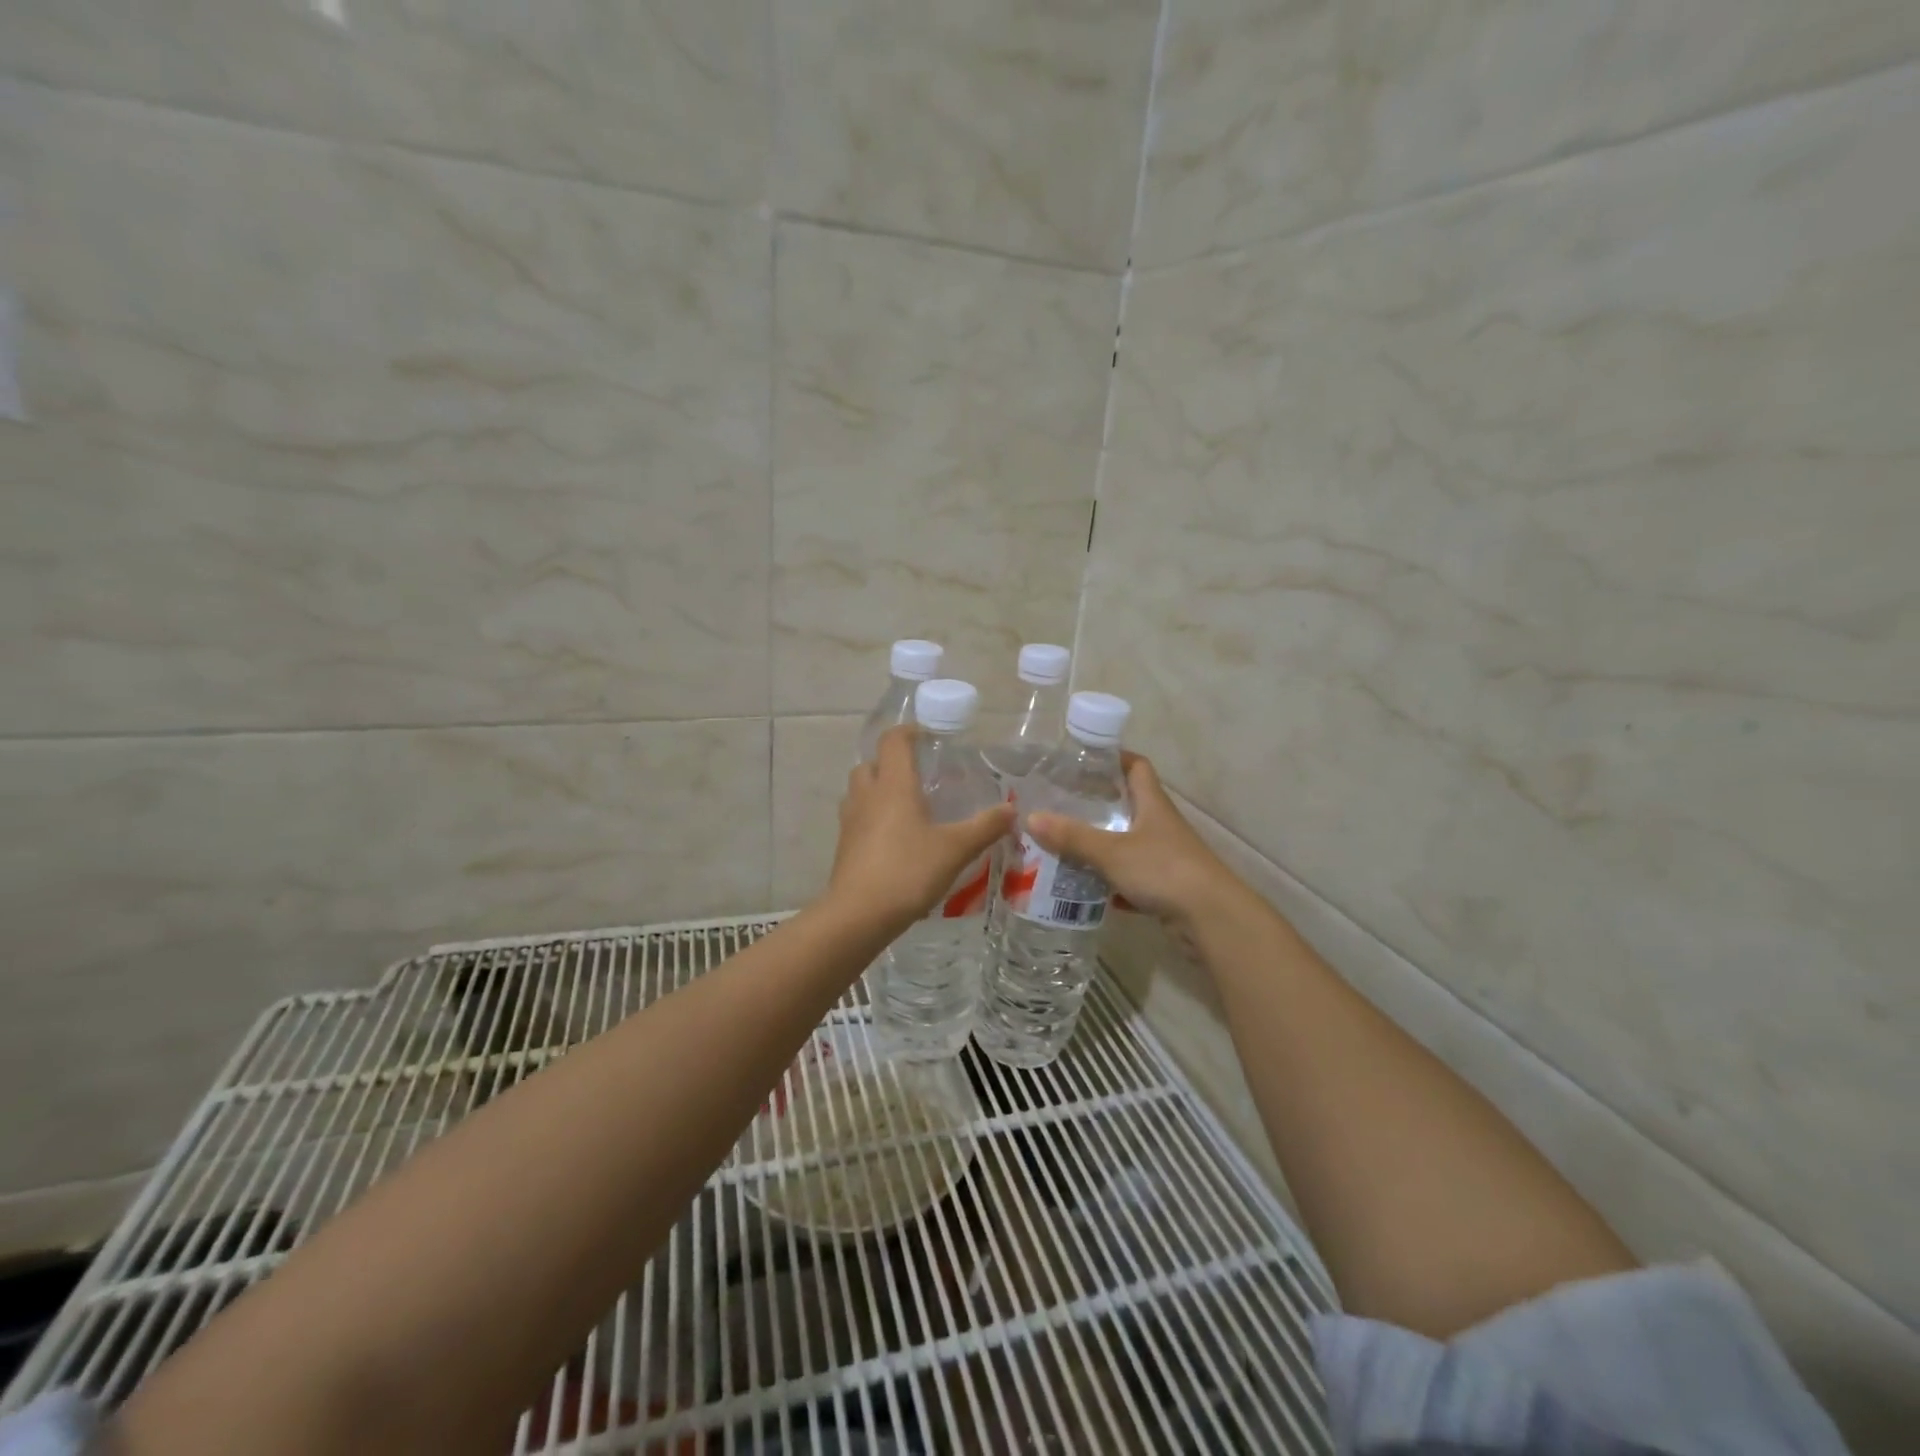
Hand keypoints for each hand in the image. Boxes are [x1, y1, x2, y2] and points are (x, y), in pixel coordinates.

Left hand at [824, 725, 1014, 932]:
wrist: (859, 915)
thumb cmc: (908, 871)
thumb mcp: (956, 849)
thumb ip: (985, 827)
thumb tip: (1012, 810)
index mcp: (893, 784)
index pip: (893, 741)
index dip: (909, 732)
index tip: (928, 737)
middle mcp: (867, 795)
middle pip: (871, 763)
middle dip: (891, 762)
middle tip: (918, 775)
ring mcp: (850, 821)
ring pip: (860, 791)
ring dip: (879, 789)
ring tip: (906, 806)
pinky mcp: (844, 846)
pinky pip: (857, 818)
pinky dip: (873, 817)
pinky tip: (895, 839)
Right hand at [1026, 753, 1239, 928]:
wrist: (1211, 918)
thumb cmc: (1164, 870)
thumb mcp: (1112, 851)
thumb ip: (1073, 837)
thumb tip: (1031, 817)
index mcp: (1152, 804)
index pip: (1136, 767)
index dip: (1114, 758)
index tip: (1084, 760)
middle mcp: (1160, 825)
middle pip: (1129, 804)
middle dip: (1098, 804)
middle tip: (1061, 804)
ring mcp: (1165, 856)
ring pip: (1128, 842)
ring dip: (1101, 844)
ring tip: (1064, 845)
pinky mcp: (1166, 887)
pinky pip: (1132, 877)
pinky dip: (1111, 881)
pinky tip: (1087, 887)